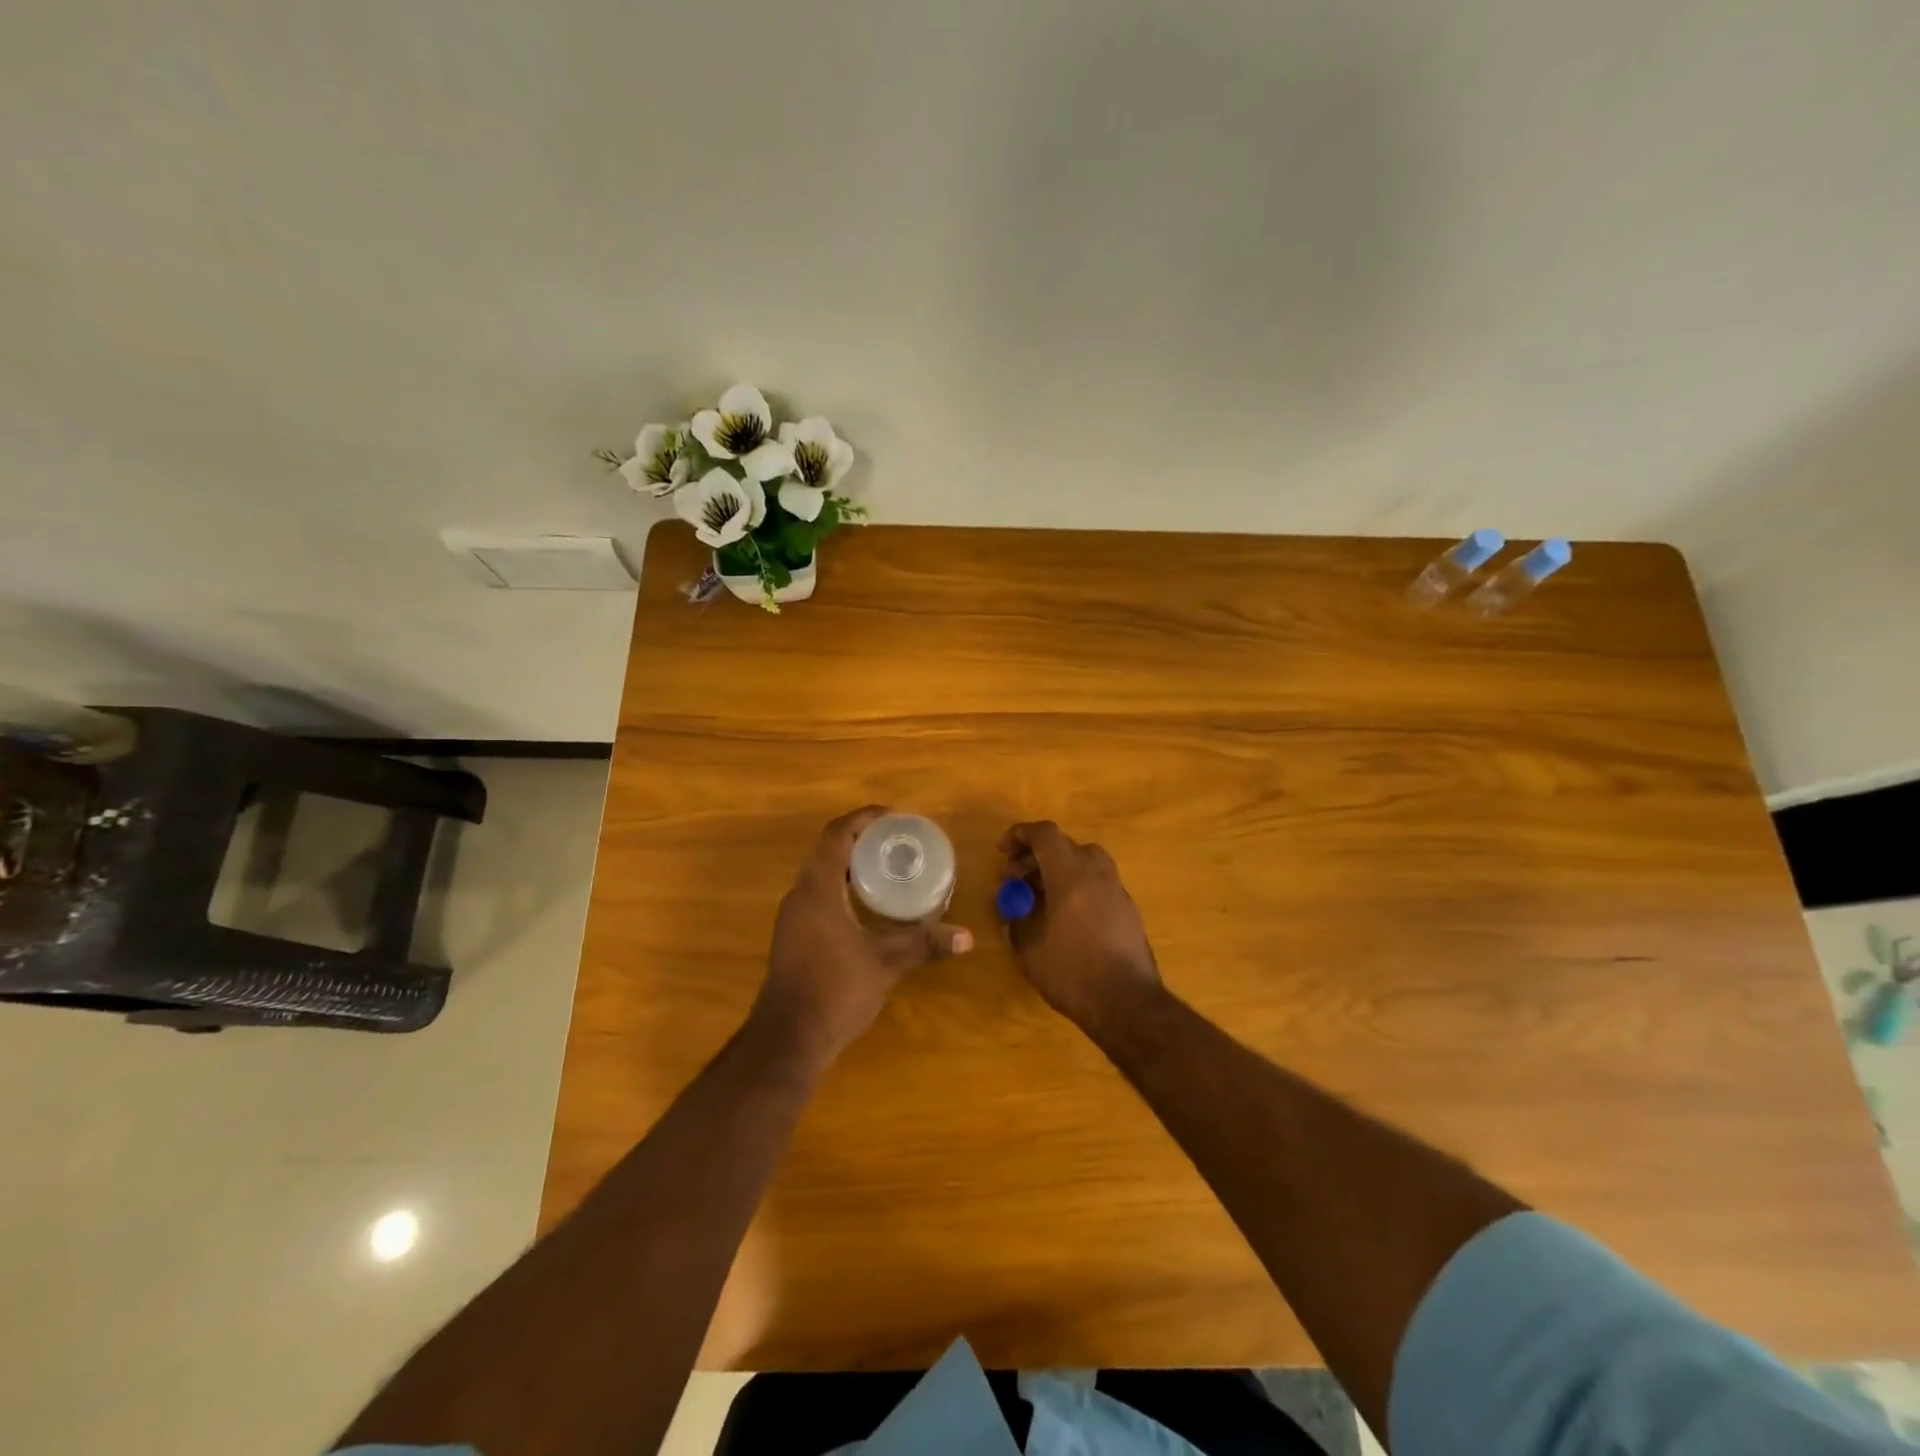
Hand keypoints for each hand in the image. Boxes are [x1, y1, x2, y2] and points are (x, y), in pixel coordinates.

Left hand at [755, 806, 972, 1064]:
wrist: (788, 1039)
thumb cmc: (835, 990)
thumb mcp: (886, 964)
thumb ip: (924, 945)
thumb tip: (967, 937)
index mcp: (818, 889)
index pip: (836, 835)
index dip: (864, 819)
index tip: (894, 817)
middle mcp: (800, 895)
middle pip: (828, 850)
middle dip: (862, 839)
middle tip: (898, 841)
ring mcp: (793, 917)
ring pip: (821, 874)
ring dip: (850, 864)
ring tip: (888, 867)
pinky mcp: (793, 936)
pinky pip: (819, 895)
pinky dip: (842, 887)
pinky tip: (868, 904)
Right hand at [998, 820, 1161, 1028]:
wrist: (1128, 1004)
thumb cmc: (1073, 972)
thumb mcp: (1030, 948)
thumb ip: (1018, 920)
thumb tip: (1015, 908)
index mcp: (1071, 875)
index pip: (1045, 834)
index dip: (1020, 835)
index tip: (1002, 850)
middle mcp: (1097, 874)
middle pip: (1065, 845)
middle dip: (1036, 855)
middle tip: (1016, 878)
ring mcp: (1117, 891)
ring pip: (1085, 862)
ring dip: (1058, 869)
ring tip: (1039, 896)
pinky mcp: (1128, 910)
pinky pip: (1097, 882)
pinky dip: (1077, 885)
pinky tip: (1064, 915)